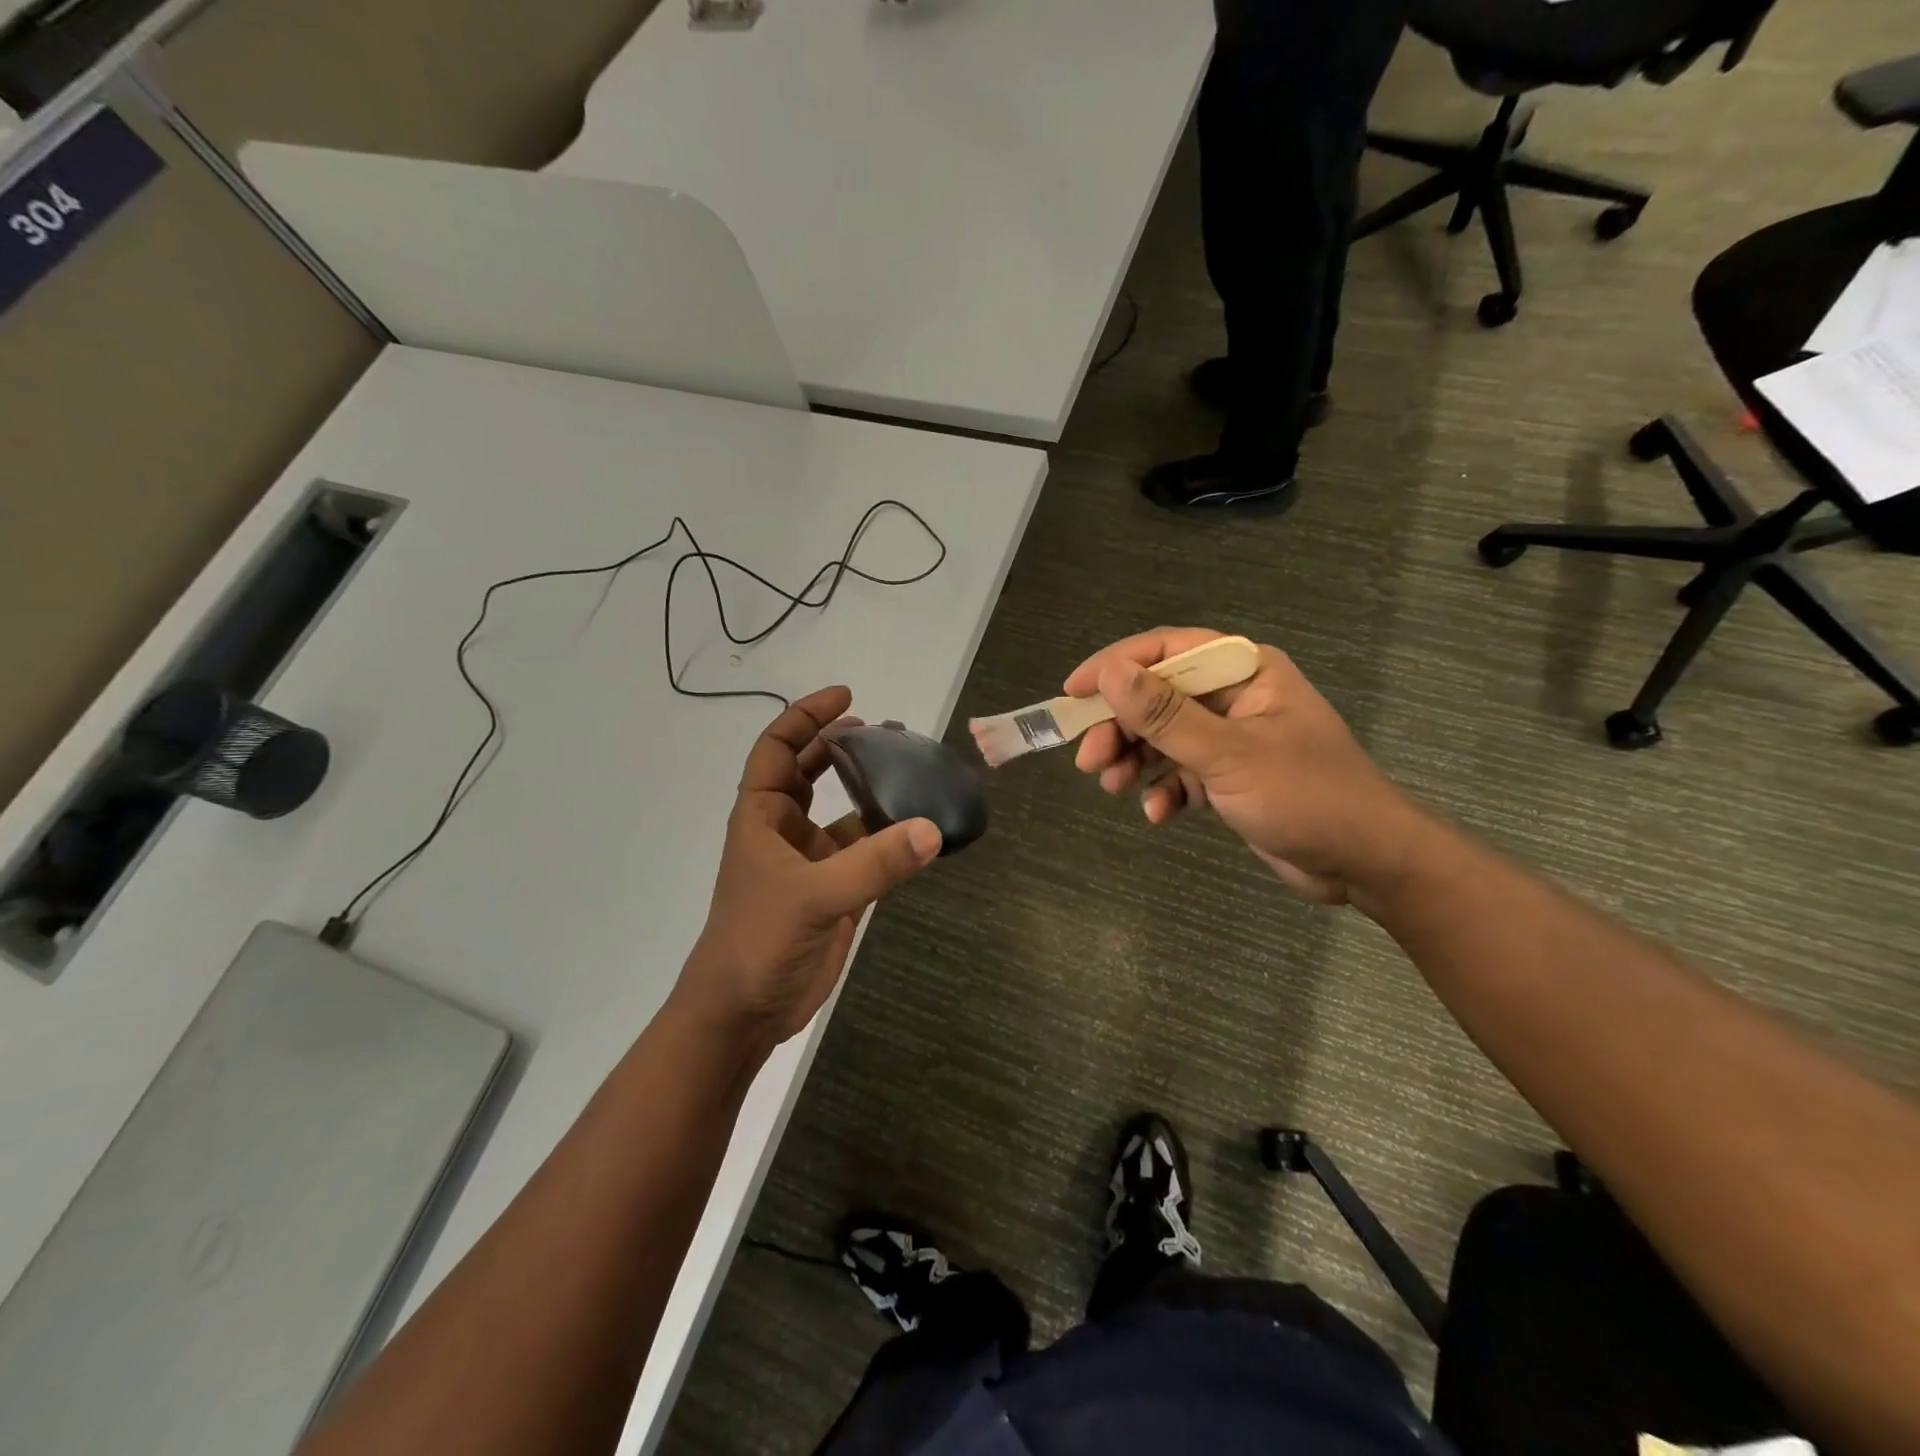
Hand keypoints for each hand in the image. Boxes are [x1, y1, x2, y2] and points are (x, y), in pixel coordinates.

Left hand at [679, 687, 941, 1047]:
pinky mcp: (836, 893)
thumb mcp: (813, 897)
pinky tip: (921, 829)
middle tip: (886, 731)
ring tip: (912, 771)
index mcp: (762, 816)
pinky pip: (868, 853)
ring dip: (872, 791)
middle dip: (842, 747)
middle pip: (811, 773)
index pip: (778, 749)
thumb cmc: (758, 941)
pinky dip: (891, 840)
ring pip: (844, 813)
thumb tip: (934, 829)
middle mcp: (785, 831)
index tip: (847, 697)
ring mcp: (812, 863)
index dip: (806, 717)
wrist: (744, 1013)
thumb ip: (874, 863)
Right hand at [1067, 628, 1421, 904]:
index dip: (1115, 666)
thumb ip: (1166, 715)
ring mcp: (1232, 738)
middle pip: (1158, 697)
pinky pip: (1181, 773)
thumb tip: (1110, 673)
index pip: (1167, 650)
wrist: (1366, 864)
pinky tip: (1158, 813)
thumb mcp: (1229, 754)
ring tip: (1114, 786)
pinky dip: (1164, 790)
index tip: (1073, 693)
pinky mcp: (1230, 776)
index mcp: (1245, 671)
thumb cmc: (1307, 797)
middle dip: (1121, 728)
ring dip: (1135, 760)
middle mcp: (1235, 697)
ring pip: (1164, 737)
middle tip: (1090, 761)